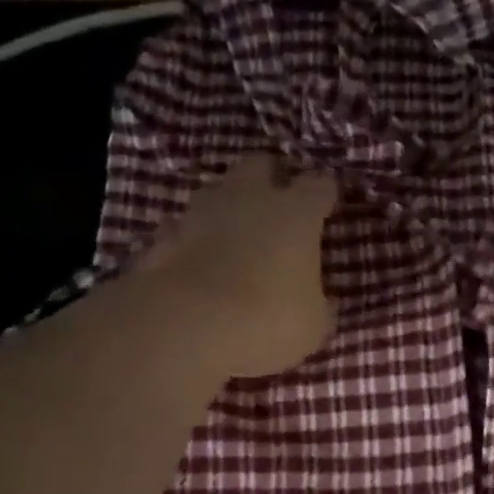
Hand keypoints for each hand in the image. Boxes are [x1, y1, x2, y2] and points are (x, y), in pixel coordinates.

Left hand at [136, 152, 338, 377]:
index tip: (328, 202)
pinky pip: (185, 226)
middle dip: (271, 178)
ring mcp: (202, 212)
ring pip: (218, 190)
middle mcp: (249, 198)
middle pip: (261, 165)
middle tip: (279, 204)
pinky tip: (199, 258)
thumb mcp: (313, 325)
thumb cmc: (267, 321)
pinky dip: (194, 237)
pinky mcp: (166, 235)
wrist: (186, 327)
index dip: (325, 192)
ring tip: (237, 231)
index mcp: (296, 213)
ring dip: (229, 204)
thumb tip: (321, 300)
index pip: (318, 186)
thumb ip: (319, 303)